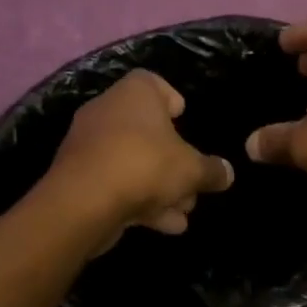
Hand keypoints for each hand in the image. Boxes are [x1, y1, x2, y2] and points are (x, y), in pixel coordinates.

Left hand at [44, 70, 234, 244]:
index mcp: (134, 94)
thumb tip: (227, 173)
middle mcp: (107, 111)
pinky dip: (139, 201)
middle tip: (193, 183)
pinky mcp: (78, 177)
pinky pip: (116, 183)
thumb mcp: (192, 170)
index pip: (152, 82)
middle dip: (173, 161)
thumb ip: (212, 170)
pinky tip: (164, 225)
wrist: (84, 202)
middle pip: (146, 131)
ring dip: (160, 188)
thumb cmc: (145, 166)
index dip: (171, 99)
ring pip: (133, 162)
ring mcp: (89, 145)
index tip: (184, 118)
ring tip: (183, 212)